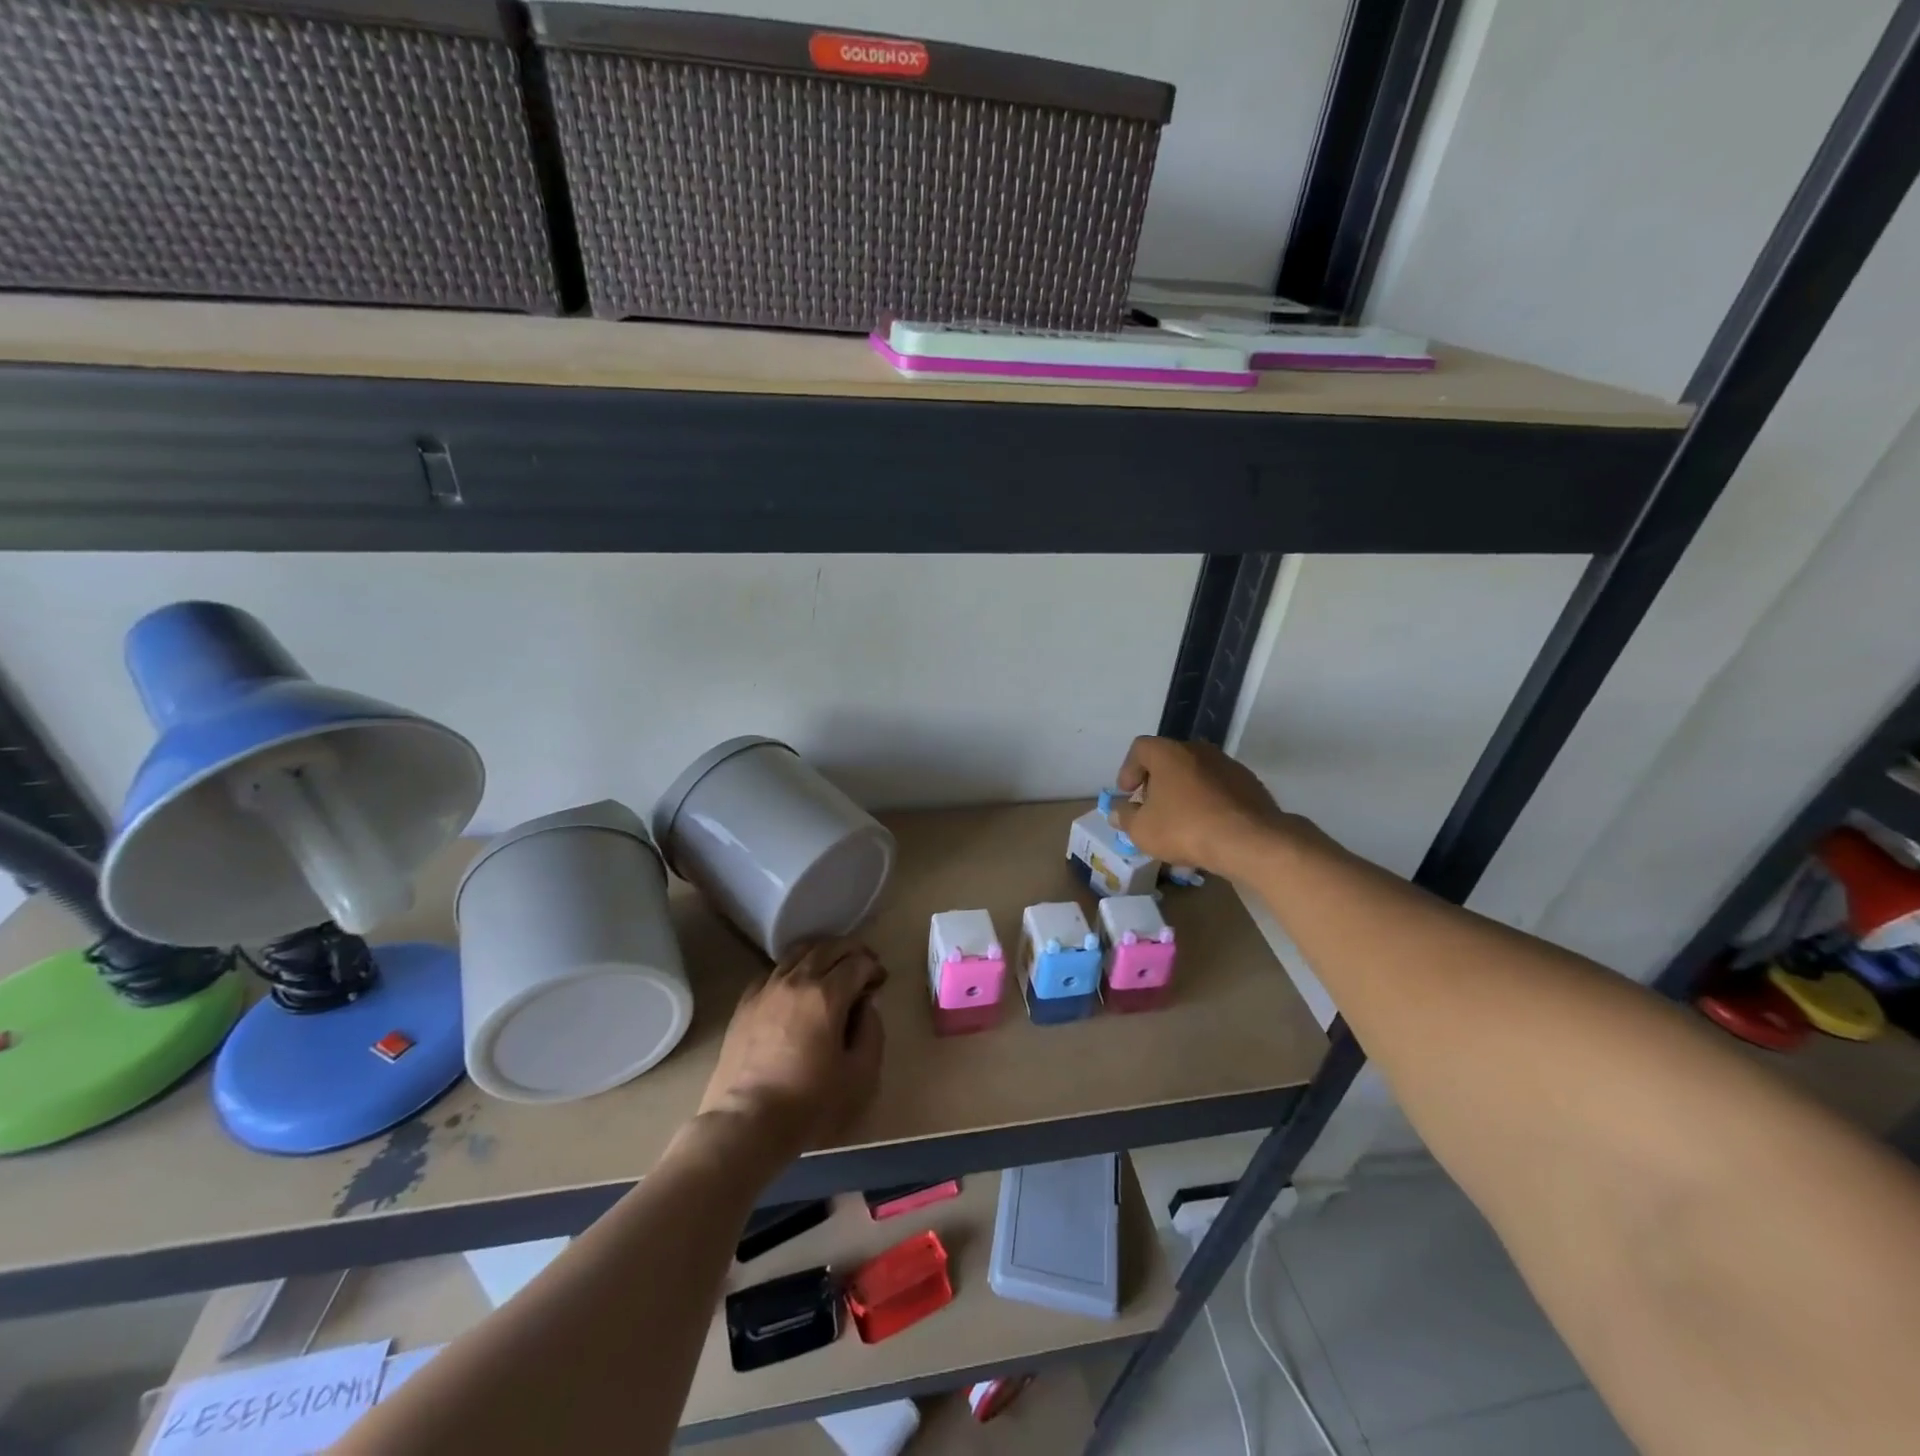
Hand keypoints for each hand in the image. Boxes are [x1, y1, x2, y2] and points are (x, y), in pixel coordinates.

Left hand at [697, 938, 886, 1157]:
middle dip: (851, 951)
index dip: (874, 968)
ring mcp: (767, 989)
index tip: (880, 983)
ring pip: (798, 952)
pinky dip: (792, 970)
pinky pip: (773, 971)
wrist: (746, 1124)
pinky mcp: (745, 1003)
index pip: (857, 963)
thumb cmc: (810, 1104)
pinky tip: (796, 987)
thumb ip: (872, 1032)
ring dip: (821, 953)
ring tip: (831, 969)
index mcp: (827, 995)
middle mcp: (796, 981)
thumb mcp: (860, 1075)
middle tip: (863, 966)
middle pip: (828, 947)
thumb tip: (867, 1004)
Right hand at [1108, 736, 1296, 875]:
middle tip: (1151, 807)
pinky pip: (1219, 788)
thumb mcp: (1142, 830)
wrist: (1251, 841)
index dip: (1128, 769)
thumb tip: (1117, 811)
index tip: (1127, 794)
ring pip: (1196, 773)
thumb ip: (1125, 817)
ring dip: (1184, 791)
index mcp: (1168, 753)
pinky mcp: (1250, 784)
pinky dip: (1208, 801)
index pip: (1140, 748)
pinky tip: (1207, 827)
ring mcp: (1228, 765)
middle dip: (1156, 781)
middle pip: (1169, 759)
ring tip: (1180, 820)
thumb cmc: (1185, 829)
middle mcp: (1198, 750)